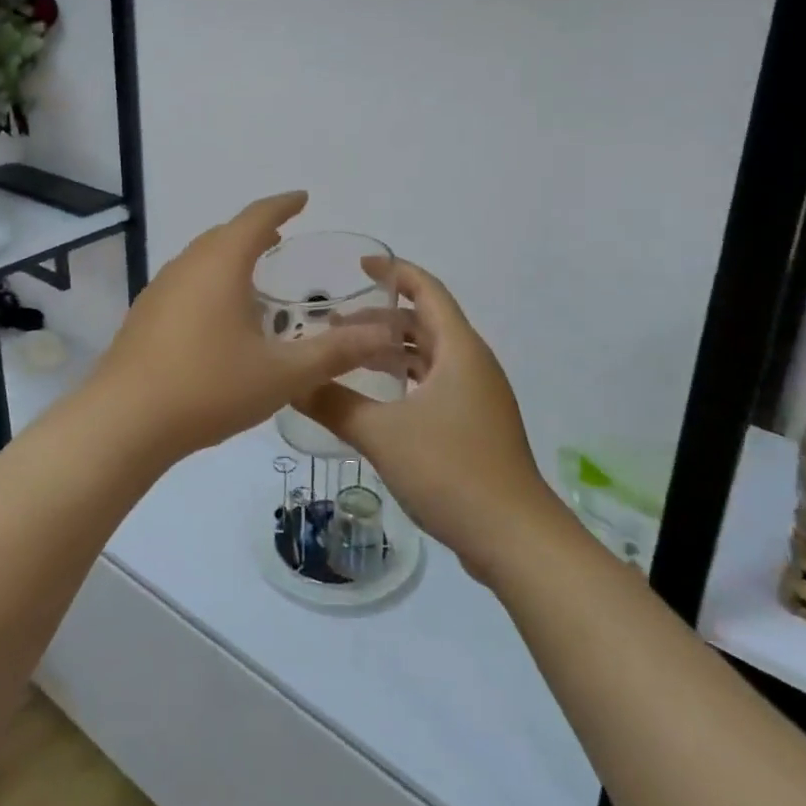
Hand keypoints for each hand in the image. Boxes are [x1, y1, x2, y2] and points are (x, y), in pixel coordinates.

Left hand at [91, 193, 398, 462]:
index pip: (256, 218)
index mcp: (221, 264)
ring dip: (229, 255)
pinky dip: (209, 280)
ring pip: (200, 258)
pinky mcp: (144, 315)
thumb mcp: (282, 374)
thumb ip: (335, 352)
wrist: (124, 422)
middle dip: (255, 230)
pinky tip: (217, 314)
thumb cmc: (208, 388)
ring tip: (253, 272)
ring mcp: (159, 289)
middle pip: (224, 234)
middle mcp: (187, 266)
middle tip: (282, 236)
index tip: (302, 198)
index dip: (282, 205)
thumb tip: (383, 334)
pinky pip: (185, 281)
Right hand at [298, 259, 560, 581]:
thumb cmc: (451, 470)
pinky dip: (404, 382)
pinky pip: (434, 386)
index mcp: (460, 350)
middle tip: (333, 324)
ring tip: (346, 357)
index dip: (395, 273)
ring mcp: (477, 399)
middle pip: (425, 324)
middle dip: (380, 319)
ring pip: (429, 358)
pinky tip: (375, 401)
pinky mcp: (475, 428)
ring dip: (391, 352)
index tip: (358, 267)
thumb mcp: (382, 434)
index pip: (427, 291)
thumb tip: (290, 381)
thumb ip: (334, 404)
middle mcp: (472, 365)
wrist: (515, 539)